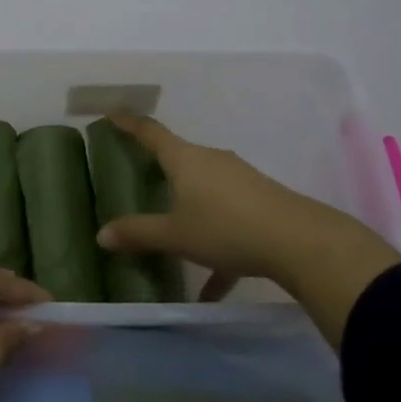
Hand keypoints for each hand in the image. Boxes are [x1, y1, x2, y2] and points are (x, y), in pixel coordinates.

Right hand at [96, 114, 400, 344]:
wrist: (299, 241)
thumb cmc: (225, 228)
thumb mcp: (175, 235)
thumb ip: (138, 233)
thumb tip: (101, 235)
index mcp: (185, 159)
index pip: (151, 133)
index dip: (129, 123)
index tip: (112, 114)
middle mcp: (211, 160)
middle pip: (179, 158)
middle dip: (160, 168)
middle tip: (139, 176)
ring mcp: (238, 178)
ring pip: (204, 189)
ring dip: (188, 210)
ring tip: (174, 240)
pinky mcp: (260, 200)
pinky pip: (227, 216)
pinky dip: (216, 244)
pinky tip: (213, 287)